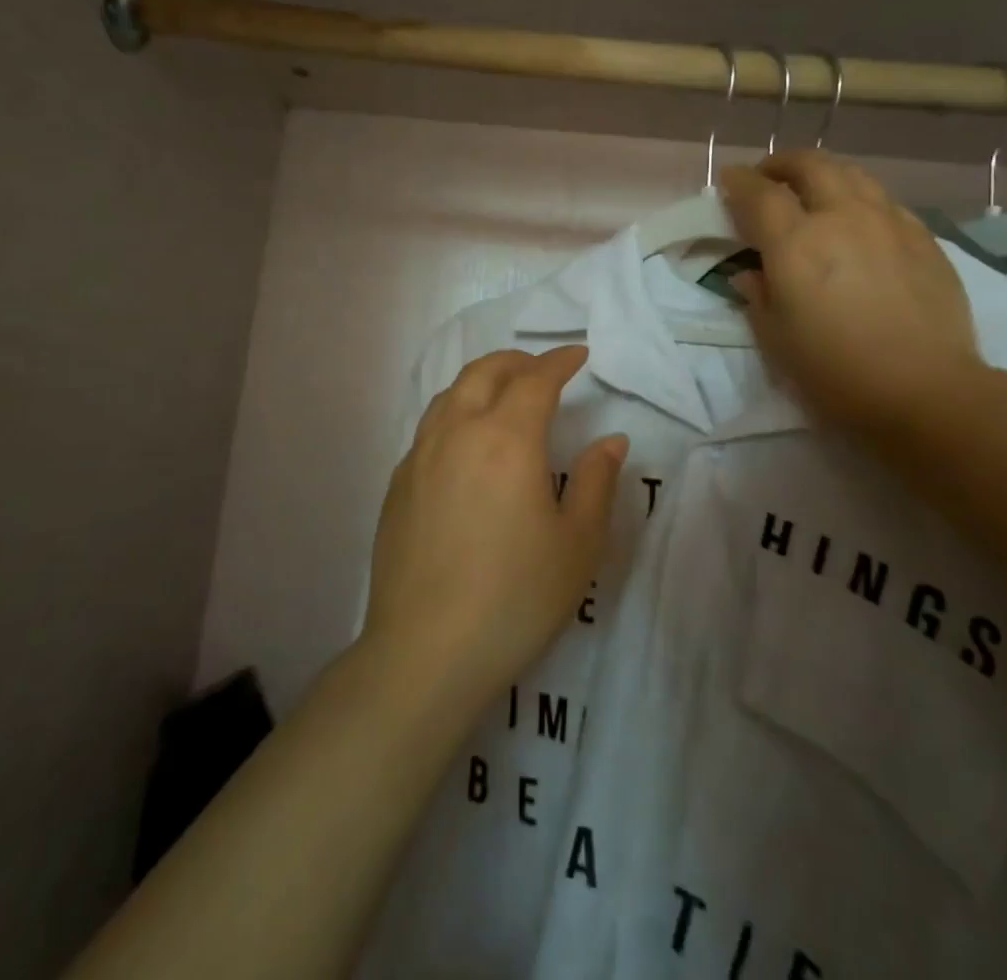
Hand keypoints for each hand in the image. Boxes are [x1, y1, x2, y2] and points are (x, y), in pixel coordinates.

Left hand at [364, 346, 628, 707]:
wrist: (426, 651)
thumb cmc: (515, 596)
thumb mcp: (577, 543)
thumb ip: (596, 482)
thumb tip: (610, 440)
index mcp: (506, 438)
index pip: (536, 379)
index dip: (560, 361)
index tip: (579, 354)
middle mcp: (457, 432)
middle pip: (484, 372)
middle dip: (517, 360)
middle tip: (542, 369)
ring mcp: (419, 457)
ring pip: (450, 394)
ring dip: (482, 382)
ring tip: (504, 397)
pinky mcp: (397, 485)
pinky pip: (429, 428)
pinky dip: (455, 414)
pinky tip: (466, 446)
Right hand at [718, 151, 981, 433]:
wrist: (926, 391)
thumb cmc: (836, 372)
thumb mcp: (777, 340)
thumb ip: (758, 297)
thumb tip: (751, 274)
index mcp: (796, 243)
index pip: (760, 193)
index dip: (739, 181)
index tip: (729, 180)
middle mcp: (842, 218)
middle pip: (810, 165)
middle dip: (782, 164)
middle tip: (768, 178)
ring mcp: (888, 223)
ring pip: (852, 174)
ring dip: (823, 174)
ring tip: (812, 191)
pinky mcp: (923, 239)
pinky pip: (884, 201)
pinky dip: (860, 198)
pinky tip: (859, 221)